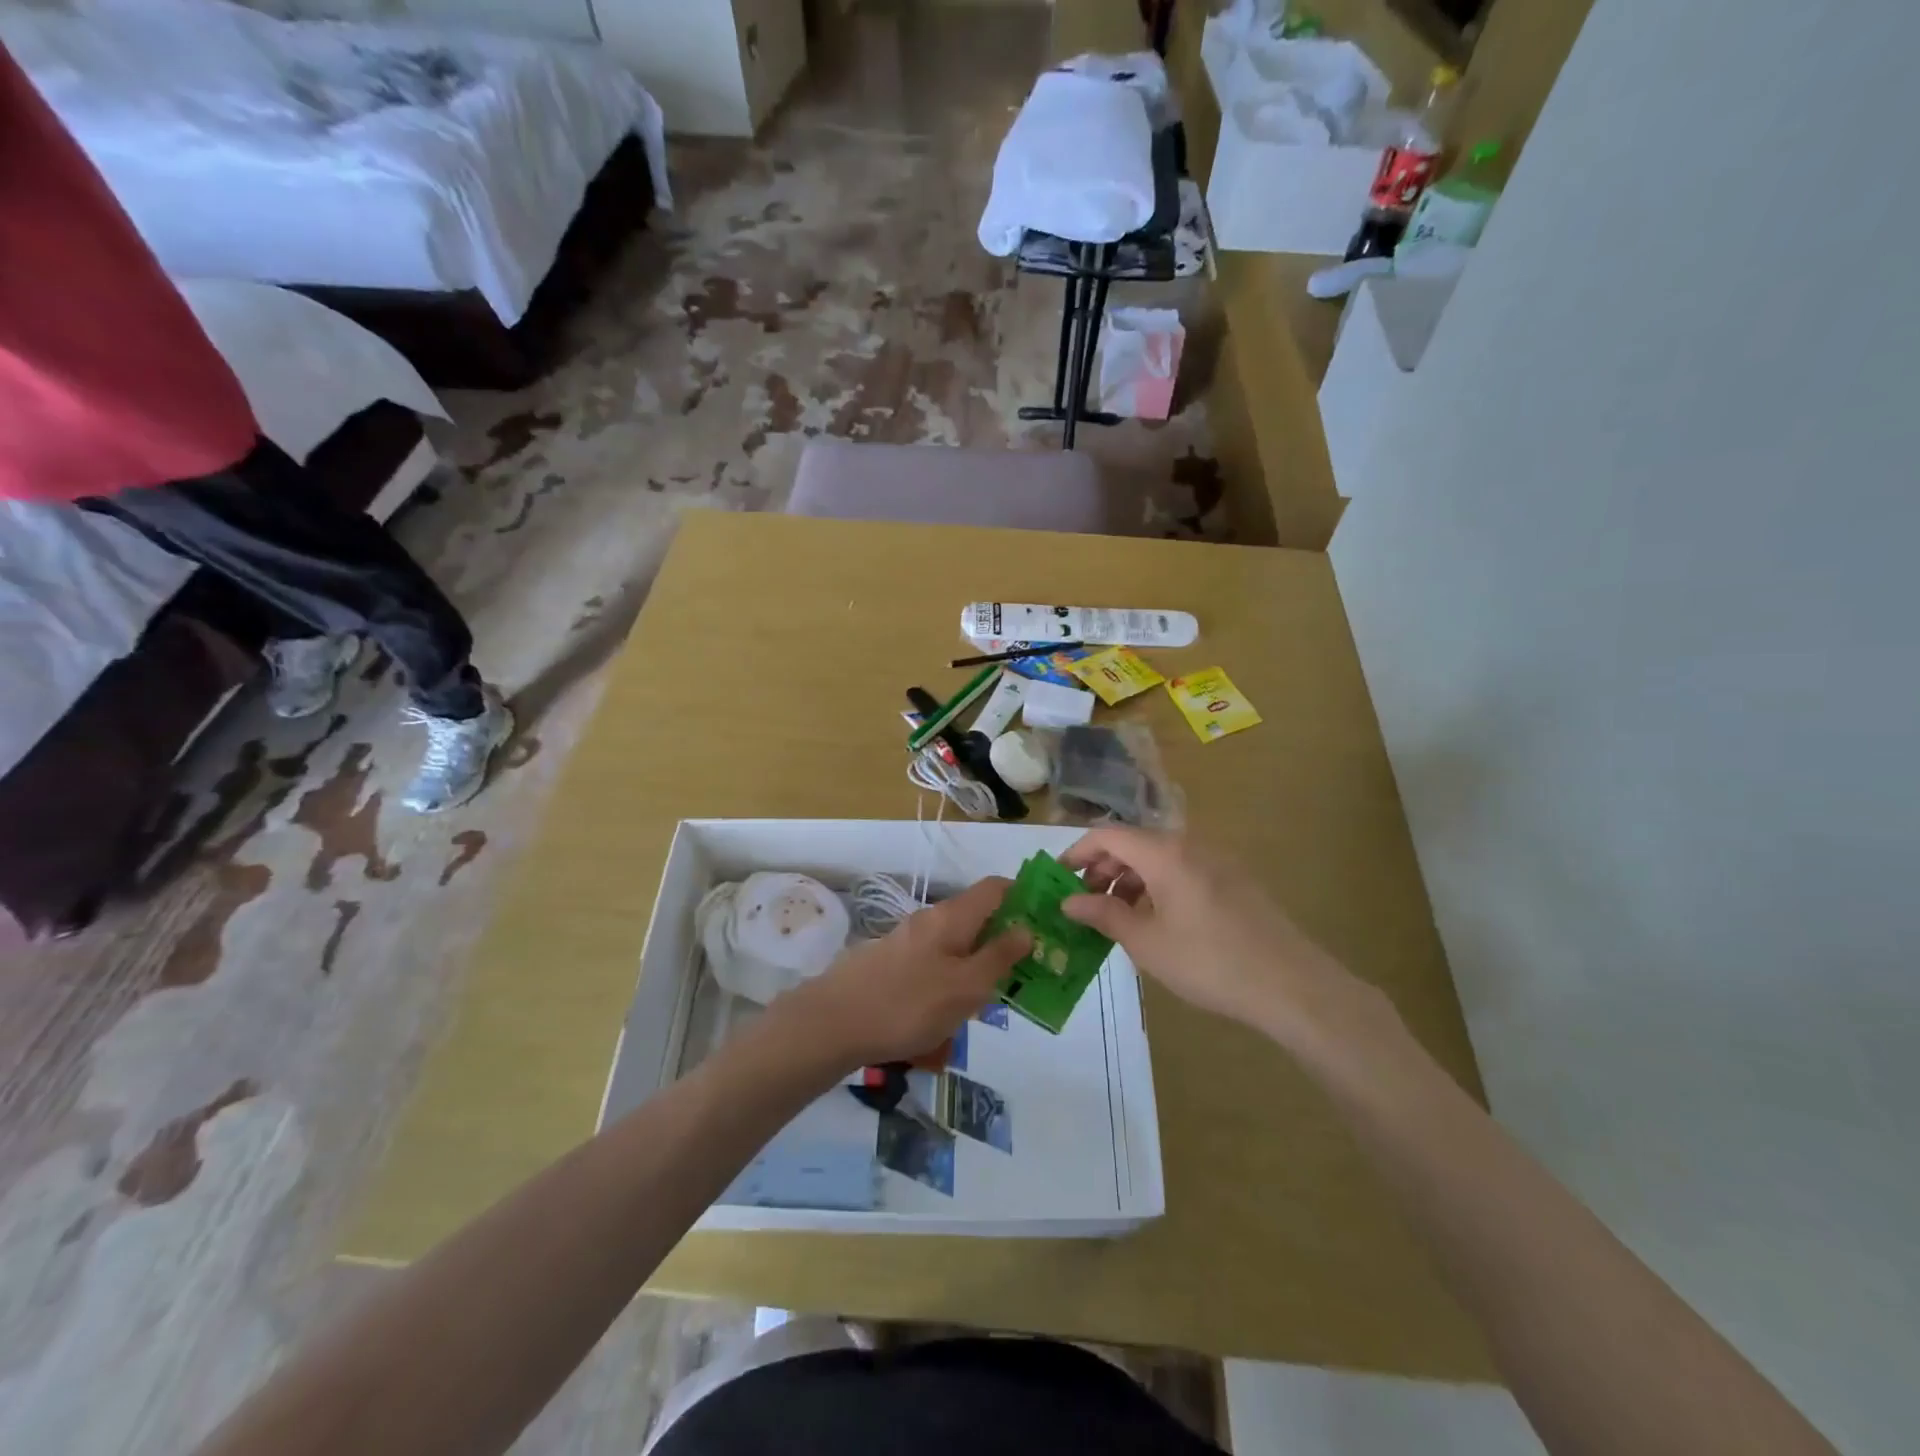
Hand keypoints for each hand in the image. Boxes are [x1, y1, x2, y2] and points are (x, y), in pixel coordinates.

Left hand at [771, 877, 1030, 1070]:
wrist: (833, 1022)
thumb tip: (1027, 928)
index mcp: (953, 916)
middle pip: (978, 917)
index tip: (1048, 924)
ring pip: (957, 945)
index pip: (997, 887)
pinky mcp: (892, 964)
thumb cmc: (909, 1003)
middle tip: (1028, 975)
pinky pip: (936, 964)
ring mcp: (908, 940)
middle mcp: (931, 919)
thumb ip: (1000, 956)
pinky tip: (952, 1014)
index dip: (1025, 897)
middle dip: (1005, 940)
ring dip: (979, 965)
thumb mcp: (966, 986)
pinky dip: (953, 980)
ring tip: (993, 1002)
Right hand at [1060, 827, 1387, 1052]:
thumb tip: (1068, 901)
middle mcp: (1189, 845)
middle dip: (1102, 870)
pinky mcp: (1234, 880)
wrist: (1292, 986)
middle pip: (1133, 844)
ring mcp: (1216, 861)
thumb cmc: (1209, 962)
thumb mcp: (1146, 942)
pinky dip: (1157, 887)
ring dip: (1129, 881)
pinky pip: (1182, 871)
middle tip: (1083, 904)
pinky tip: (1155, 922)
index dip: (1077, 853)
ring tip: (1116, 918)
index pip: (1107, 836)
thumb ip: (1103, 914)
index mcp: (1164, 852)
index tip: (1057, 880)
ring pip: (1158, 859)